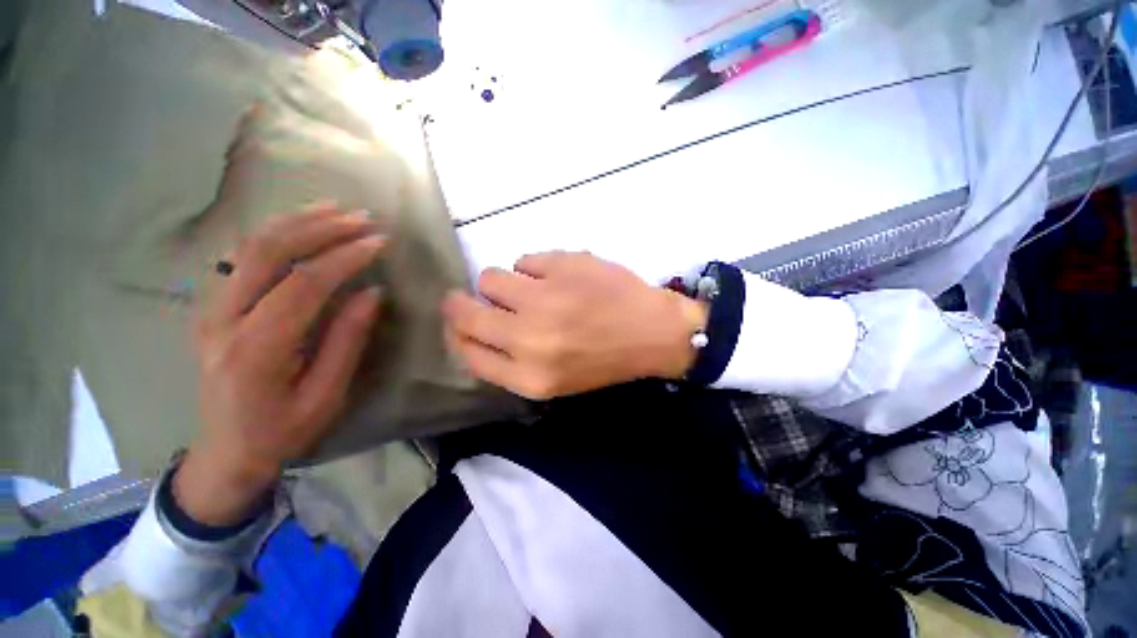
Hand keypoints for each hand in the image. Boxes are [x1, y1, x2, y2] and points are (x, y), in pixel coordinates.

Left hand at [176, 205, 384, 525]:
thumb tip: (373, 292)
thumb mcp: (327, 393)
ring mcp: (211, 309)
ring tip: (336, 209)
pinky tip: (302, 225)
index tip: (379, 241)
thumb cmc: (283, 430)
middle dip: (319, 228)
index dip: (344, 257)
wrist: (226, 451)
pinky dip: (276, 235)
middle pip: (268, 253)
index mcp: (257, 349)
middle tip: (361, 218)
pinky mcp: (213, 307)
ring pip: (250, 248)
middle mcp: (224, 320)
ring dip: (296, 222)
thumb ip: (347, 340)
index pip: (304, 284)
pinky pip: (243, 258)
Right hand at [443, 251, 706, 399]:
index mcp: (529, 376)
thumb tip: (475, 331)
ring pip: (490, 278)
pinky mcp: (562, 264)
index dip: (458, 335)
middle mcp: (529, 338)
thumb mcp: (555, 381)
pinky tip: (557, 277)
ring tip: (529, 289)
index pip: (467, 354)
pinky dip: (534, 268)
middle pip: (465, 313)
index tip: (461, 324)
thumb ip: (510, 362)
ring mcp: (545, 297)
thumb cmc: (604, 360)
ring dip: (503, 284)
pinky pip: (524, 260)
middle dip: (460, 304)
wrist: (653, 332)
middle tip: (472, 297)